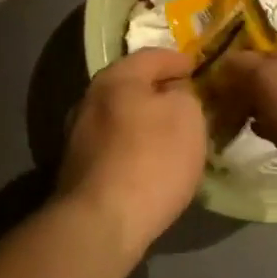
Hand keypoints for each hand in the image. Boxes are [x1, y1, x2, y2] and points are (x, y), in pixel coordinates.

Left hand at [56, 49, 207, 252]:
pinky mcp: (78, 167)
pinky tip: (149, 161)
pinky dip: (133, 145)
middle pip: (131, 85)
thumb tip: (174, 94)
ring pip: (120, 116)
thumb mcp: (187, 117)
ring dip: (144, 120)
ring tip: (171, 133)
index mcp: (116, 78)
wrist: (101, 222)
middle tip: (187, 100)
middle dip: (159, 90)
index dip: (179, 60)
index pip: (153, 55)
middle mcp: (90, 99)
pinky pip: (113, 144)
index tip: (199, 69)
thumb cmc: (151, 159)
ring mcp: (78, 134)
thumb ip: (185, 95)